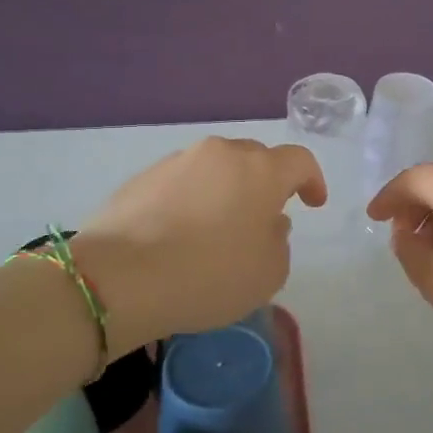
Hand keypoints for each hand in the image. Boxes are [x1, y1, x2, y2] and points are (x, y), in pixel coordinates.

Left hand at [74, 137, 325, 352]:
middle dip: (266, 183)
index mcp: (261, 170)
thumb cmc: (210, 274)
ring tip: (218, 229)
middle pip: (255, 159)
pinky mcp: (141, 179)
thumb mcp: (269, 272)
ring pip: (215, 169)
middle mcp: (220, 154)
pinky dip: (191, 201)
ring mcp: (176, 162)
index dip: (312, 180)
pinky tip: (181, 234)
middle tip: (264, 217)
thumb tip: (268, 223)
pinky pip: (181, 183)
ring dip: (226, 191)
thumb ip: (279, 242)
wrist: (119, 278)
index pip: (300, 161)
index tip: (313, 203)